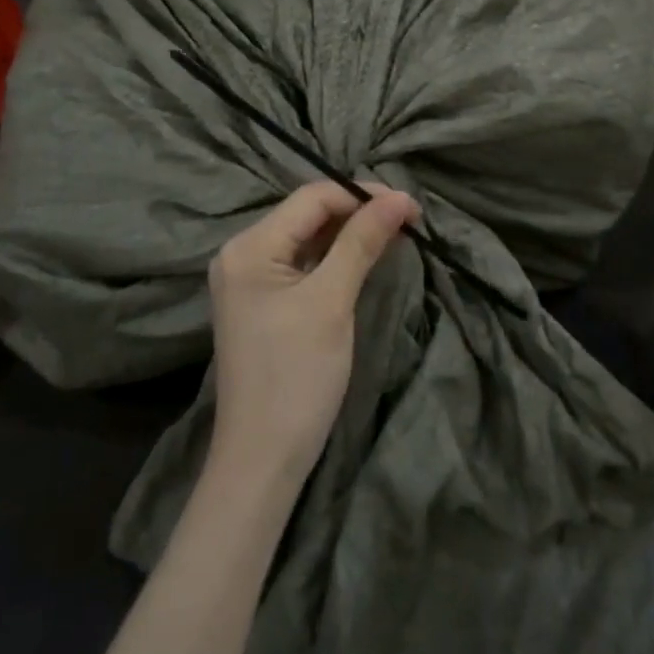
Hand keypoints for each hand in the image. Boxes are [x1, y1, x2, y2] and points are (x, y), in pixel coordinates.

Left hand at [207, 181, 417, 482]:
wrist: (263, 458)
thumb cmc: (296, 376)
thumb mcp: (332, 302)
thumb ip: (361, 243)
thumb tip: (399, 197)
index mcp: (249, 247)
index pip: (311, 198)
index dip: (362, 195)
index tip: (410, 207)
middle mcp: (243, 253)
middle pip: (307, 214)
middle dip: (358, 212)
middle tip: (408, 220)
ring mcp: (250, 278)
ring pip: (307, 238)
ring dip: (350, 234)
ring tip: (395, 234)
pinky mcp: (263, 301)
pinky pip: (303, 263)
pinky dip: (335, 257)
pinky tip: (365, 257)